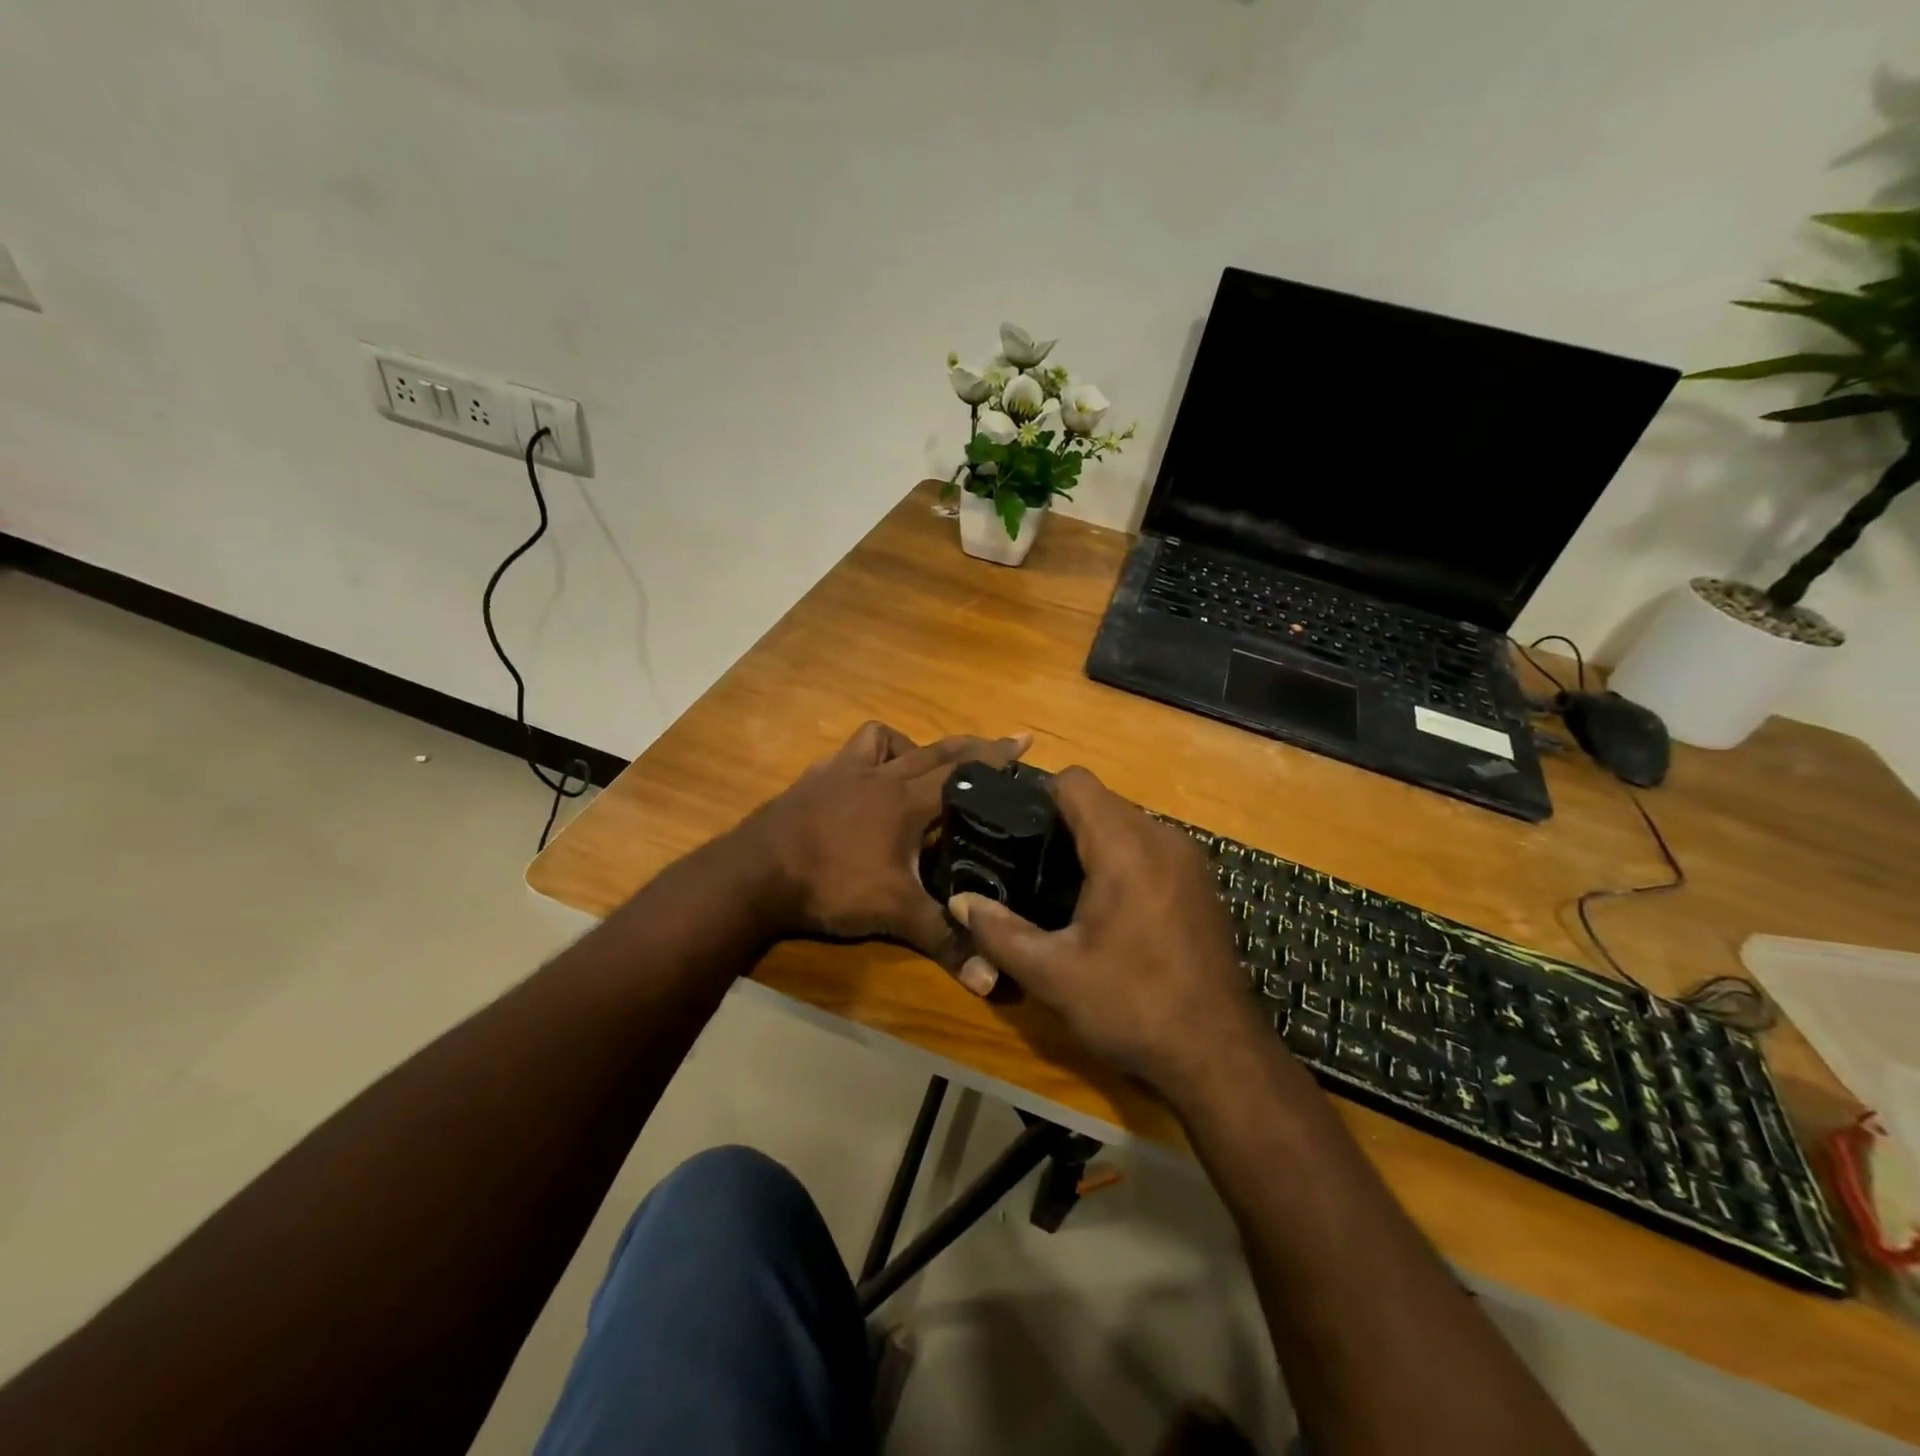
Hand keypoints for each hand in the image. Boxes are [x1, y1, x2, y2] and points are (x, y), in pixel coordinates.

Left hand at [736, 721, 1028, 994]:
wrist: (755, 873)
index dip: (998, 758)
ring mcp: (843, 772)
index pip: (964, 773)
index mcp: (906, 800)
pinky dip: (868, 756)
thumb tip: (992, 981)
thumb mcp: (894, 914)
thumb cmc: (831, 885)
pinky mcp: (815, 778)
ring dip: (912, 746)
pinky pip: (850, 753)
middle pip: (935, 750)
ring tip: (924, 765)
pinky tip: (866, 777)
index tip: (1025, 740)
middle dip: (972, 745)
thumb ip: (944, 940)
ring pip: (886, 739)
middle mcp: (880, 775)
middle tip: (1001, 743)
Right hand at [949, 767, 1261, 1095]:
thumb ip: (998, 932)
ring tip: (1063, 889)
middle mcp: (1162, 838)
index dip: (1039, 797)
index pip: (1075, 781)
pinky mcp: (1201, 882)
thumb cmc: (1132, 1006)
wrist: (1219, 1055)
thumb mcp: (1052, 974)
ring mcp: (1189, 859)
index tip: (1015, 833)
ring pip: (1127, 823)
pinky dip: (1123, 860)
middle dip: (1062, 824)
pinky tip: (1108, 908)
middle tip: (1030, 868)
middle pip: (1101, 801)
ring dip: (1093, 843)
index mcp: (1124, 847)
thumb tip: (958, 901)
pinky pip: (1150, 847)